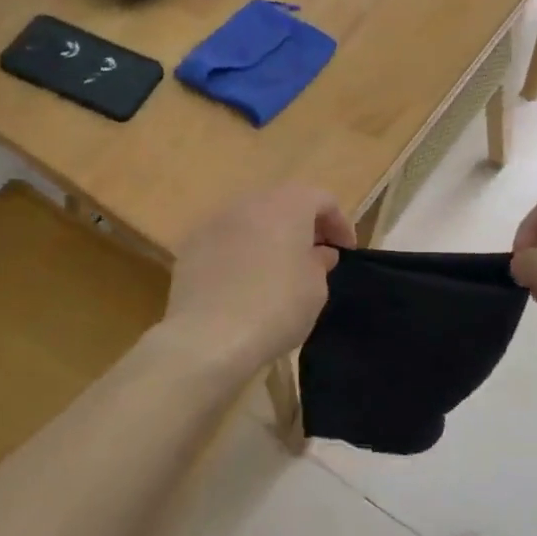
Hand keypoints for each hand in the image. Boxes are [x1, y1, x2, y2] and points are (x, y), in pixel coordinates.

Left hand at [165, 186, 355, 372]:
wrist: (209, 336)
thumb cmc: (276, 307)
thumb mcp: (316, 288)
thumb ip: (320, 263)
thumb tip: (318, 253)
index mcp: (287, 204)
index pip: (322, 199)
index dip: (339, 224)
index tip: (346, 252)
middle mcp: (249, 202)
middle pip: (283, 203)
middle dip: (303, 226)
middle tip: (315, 256)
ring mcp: (215, 222)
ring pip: (251, 220)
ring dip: (269, 237)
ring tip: (279, 269)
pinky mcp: (190, 246)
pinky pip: (226, 241)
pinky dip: (241, 252)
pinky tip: (244, 282)